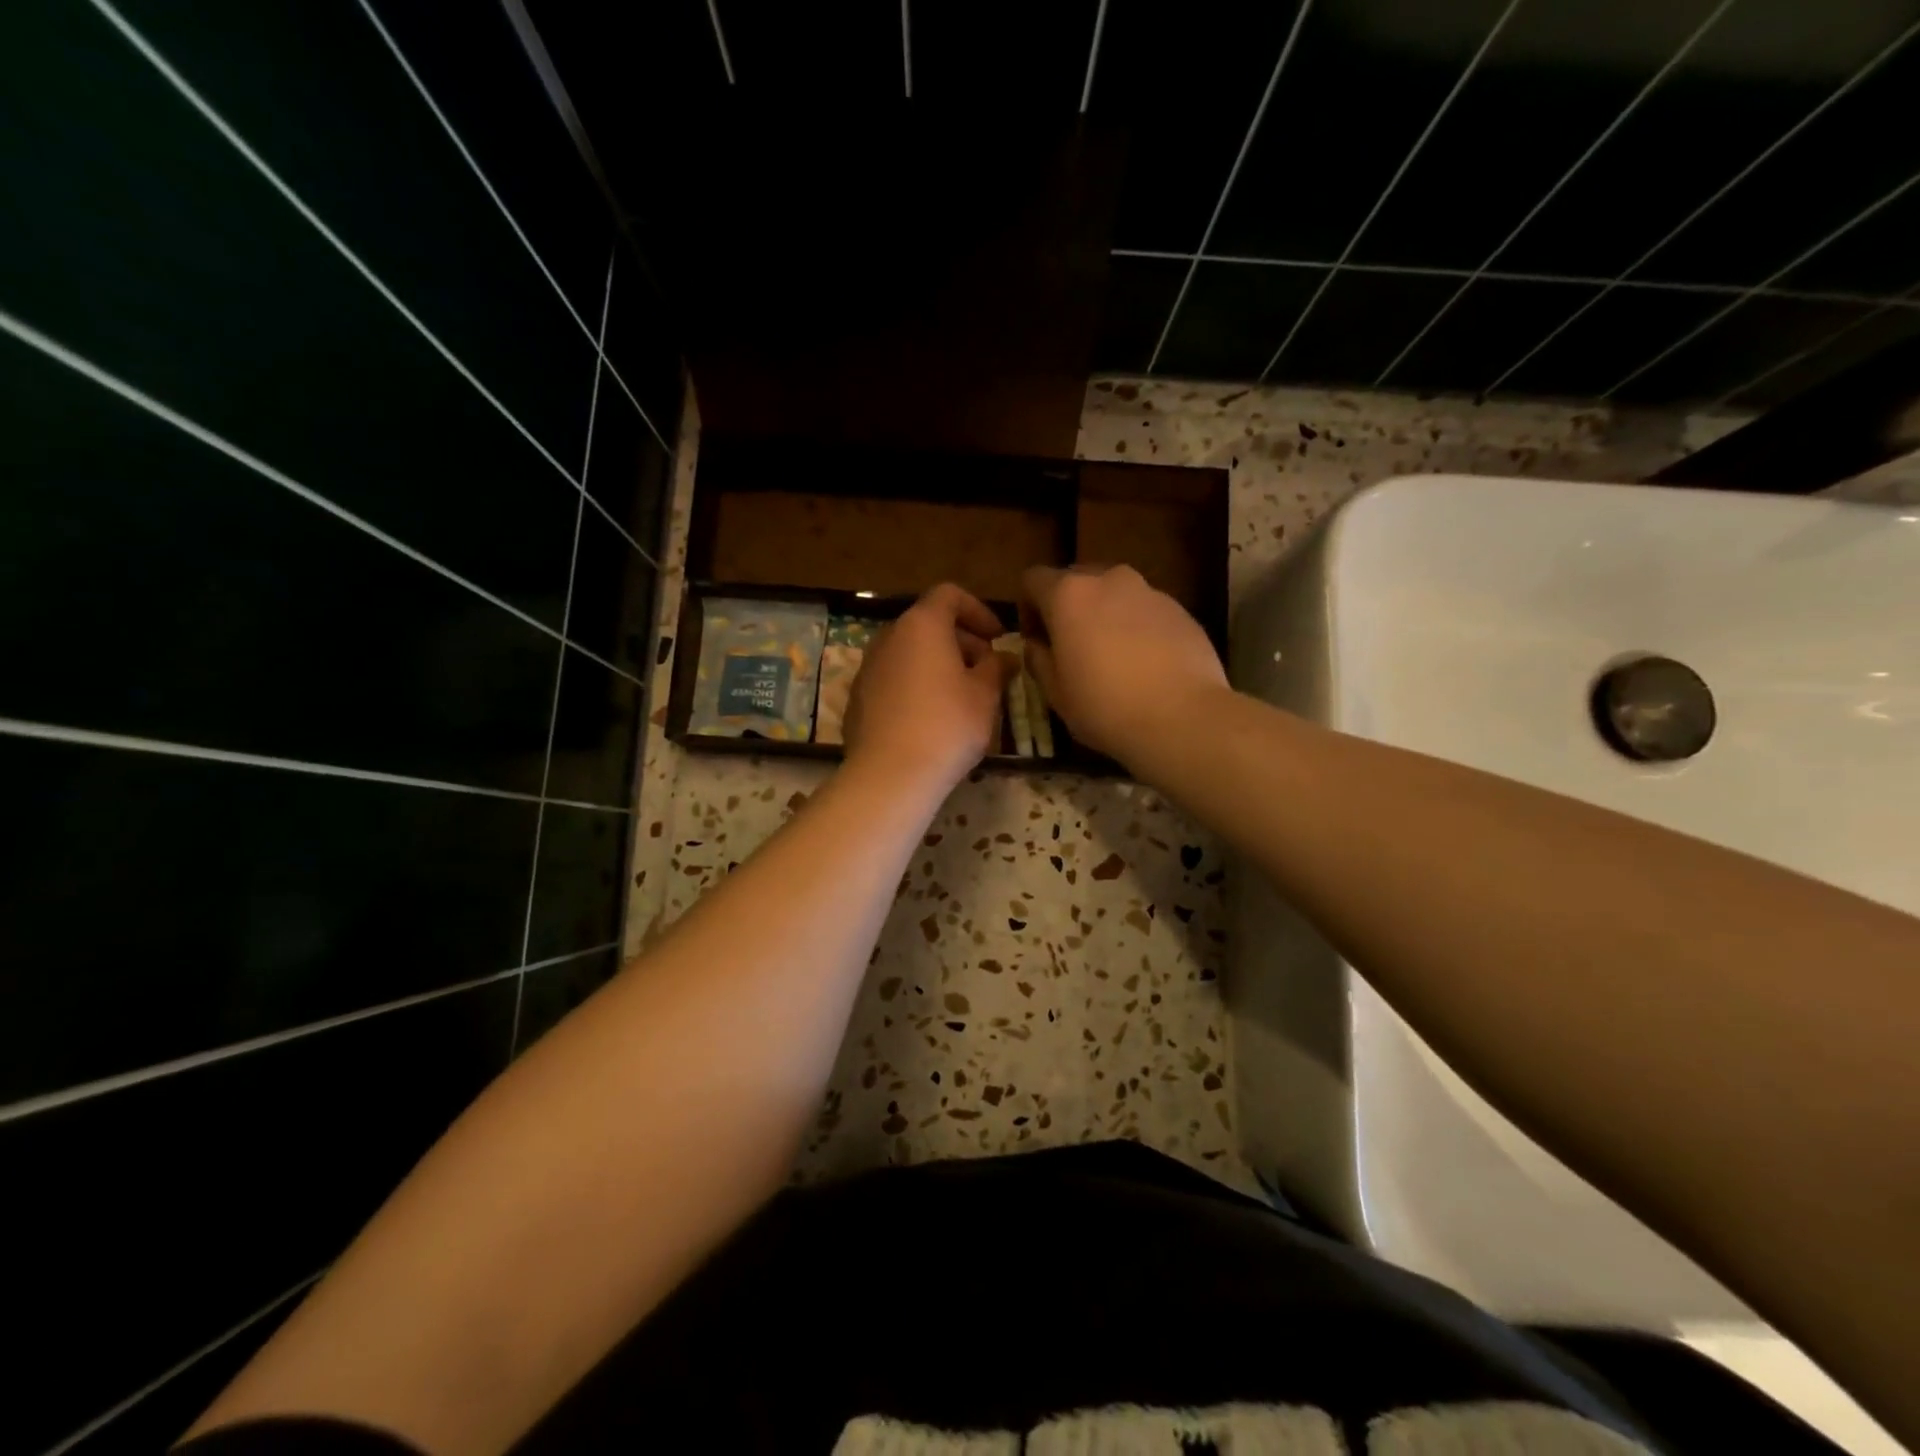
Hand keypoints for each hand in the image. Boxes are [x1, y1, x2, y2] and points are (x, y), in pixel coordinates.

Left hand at [843, 583, 1011, 792]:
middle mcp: (889, 637)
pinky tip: (930, 718)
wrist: (890, 774)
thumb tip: (1003, 658)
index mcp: (922, 625)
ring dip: (937, 665)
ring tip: (961, 696)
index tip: (998, 638)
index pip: (949, 595)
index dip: (978, 610)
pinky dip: (915, 685)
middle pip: (928, 624)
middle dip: (960, 641)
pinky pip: (893, 679)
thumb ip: (996, 668)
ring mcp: (868, 667)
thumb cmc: (947, 725)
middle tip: (986, 671)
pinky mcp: (857, 697)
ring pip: (909, 653)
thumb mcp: (985, 695)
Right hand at [1020, 564, 1227, 764]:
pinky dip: (1137, 627)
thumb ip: (1039, 659)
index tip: (1036, 639)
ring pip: (1115, 594)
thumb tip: (1036, 645)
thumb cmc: (1105, 707)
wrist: (1183, 718)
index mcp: (1069, 595)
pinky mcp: (1180, 610)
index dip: (1027, 607)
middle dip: (1068, 607)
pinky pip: (1145, 611)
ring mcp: (1149, 592)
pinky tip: (1144, 665)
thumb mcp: (1056, 693)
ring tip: (1112, 656)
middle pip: (1077, 580)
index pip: (1033, 579)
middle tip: (1071, 646)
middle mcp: (1109, 580)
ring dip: (1104, 615)